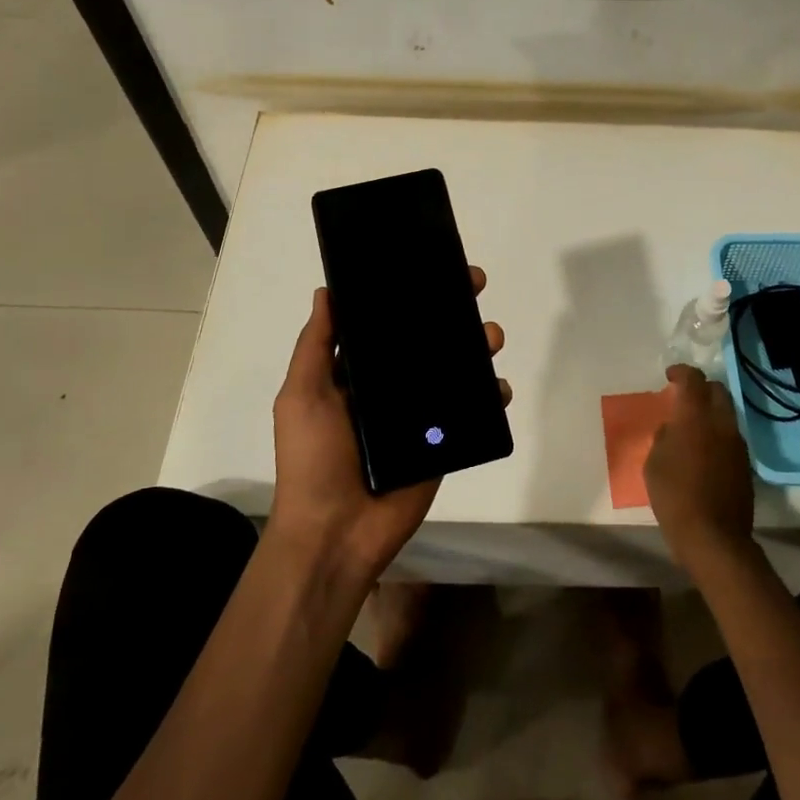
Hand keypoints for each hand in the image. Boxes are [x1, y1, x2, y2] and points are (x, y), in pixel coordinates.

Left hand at [266, 268, 507, 586]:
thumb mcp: (302, 396)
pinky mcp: (443, 442)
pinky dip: (491, 395)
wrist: (336, 533)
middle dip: (452, 311)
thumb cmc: (312, 459)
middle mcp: (392, 387)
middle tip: (474, 285)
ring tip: (489, 337)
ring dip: (477, 347)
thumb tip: (326, 291)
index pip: (388, 323)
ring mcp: (420, 415)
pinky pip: (472, 412)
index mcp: (358, 373)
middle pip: (428, 340)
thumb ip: (316, 346)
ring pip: (456, 370)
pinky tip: (498, 387)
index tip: (431, 266)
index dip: (409, 294)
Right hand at [645, 365, 755, 573]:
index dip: (681, 372)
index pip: (693, 379)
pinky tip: (704, 452)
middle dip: (701, 388)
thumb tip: (673, 428)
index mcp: (695, 417)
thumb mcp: (654, 463)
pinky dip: (718, 434)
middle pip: (717, 390)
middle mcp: (721, 423)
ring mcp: (737, 444)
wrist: (713, 537)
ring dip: (711, 412)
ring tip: (693, 427)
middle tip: (684, 399)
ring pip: (727, 414)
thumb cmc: (674, 496)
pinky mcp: (745, 464)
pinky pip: (730, 437)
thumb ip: (664, 437)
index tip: (669, 376)